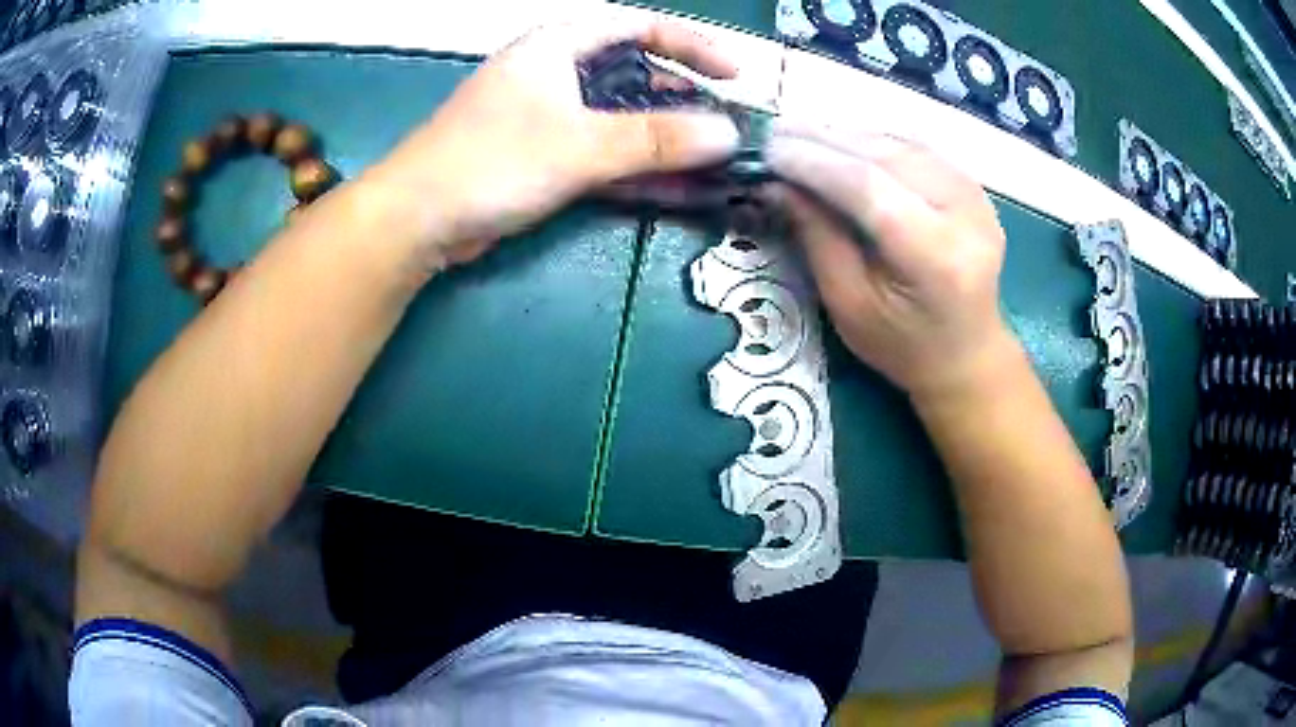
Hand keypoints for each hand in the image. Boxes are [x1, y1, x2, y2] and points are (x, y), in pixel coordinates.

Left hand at [366, 17, 740, 273]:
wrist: (416, 219)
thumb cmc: (492, 161)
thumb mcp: (580, 144)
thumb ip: (656, 139)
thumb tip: (728, 135)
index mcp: (557, 46)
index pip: (637, 28)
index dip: (689, 45)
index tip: (732, 74)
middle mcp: (553, 73)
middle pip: (631, 73)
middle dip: (680, 98)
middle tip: (720, 126)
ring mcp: (546, 116)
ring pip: (618, 118)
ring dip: (662, 140)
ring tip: (709, 162)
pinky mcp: (539, 156)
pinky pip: (599, 152)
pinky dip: (634, 167)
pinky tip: (671, 187)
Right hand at [766, 122, 1016, 396]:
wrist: (967, 354)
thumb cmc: (903, 346)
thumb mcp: (849, 305)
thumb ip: (818, 237)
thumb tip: (776, 183)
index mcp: (937, 259)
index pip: (870, 188)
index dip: (815, 163)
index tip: (768, 151)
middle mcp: (966, 217)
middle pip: (888, 156)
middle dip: (826, 139)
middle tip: (776, 133)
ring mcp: (977, 198)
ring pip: (903, 143)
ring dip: (849, 134)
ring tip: (801, 134)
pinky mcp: (975, 188)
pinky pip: (919, 148)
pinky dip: (877, 139)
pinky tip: (843, 140)